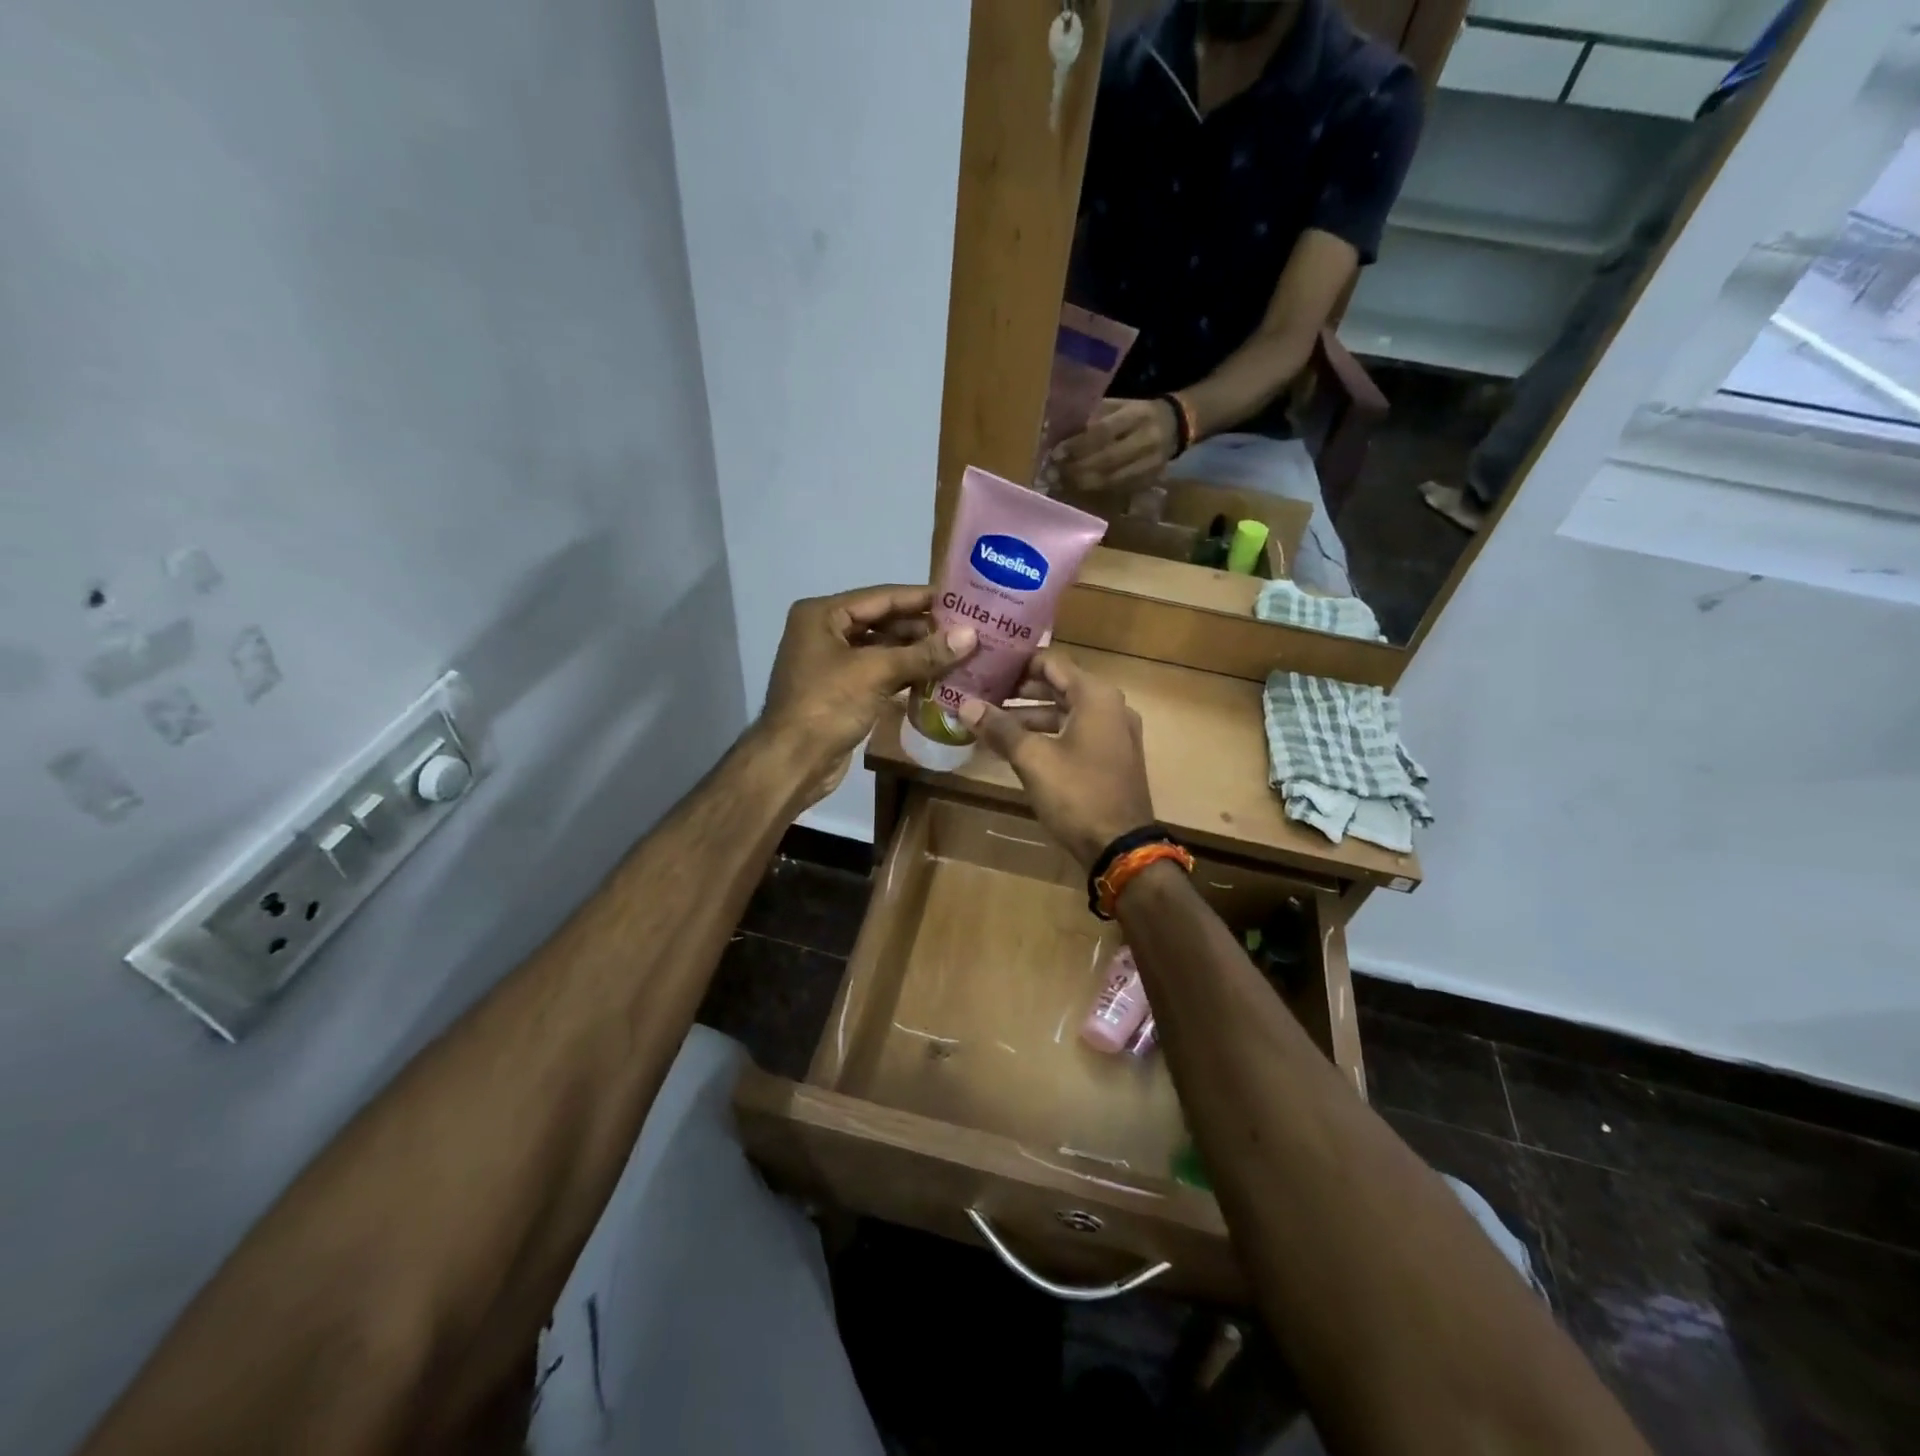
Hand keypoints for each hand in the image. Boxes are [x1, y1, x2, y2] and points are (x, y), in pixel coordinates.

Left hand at [761, 586, 976, 801]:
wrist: (792, 762)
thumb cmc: (827, 705)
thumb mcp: (876, 673)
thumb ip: (924, 653)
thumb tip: (971, 635)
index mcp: (822, 614)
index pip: (882, 597)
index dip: (921, 598)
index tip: (960, 598)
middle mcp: (825, 632)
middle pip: (883, 622)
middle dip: (923, 628)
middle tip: (967, 629)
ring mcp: (833, 664)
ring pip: (883, 650)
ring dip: (917, 653)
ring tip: (959, 652)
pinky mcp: (843, 692)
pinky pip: (880, 674)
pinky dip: (906, 675)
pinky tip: (938, 676)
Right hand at [958, 650, 1154, 868]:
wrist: (1121, 847)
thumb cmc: (1078, 795)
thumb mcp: (1033, 760)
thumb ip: (1000, 728)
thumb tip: (965, 705)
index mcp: (1096, 697)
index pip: (1052, 663)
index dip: (1017, 663)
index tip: (986, 667)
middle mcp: (1111, 707)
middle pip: (1059, 687)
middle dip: (1020, 692)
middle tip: (983, 695)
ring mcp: (1115, 734)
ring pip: (1066, 713)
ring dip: (1031, 716)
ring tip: (992, 724)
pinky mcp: (1113, 758)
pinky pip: (1076, 734)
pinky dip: (1049, 735)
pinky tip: (1019, 748)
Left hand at [1052, 398, 1179, 493]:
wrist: (1176, 425)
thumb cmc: (1138, 413)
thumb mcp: (1119, 405)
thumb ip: (1094, 417)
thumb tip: (1061, 436)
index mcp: (1137, 415)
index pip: (1103, 432)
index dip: (1078, 445)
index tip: (1056, 453)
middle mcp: (1146, 441)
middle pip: (1107, 460)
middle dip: (1077, 469)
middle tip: (1054, 473)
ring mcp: (1150, 464)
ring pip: (1111, 480)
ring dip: (1083, 483)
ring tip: (1061, 483)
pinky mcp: (1148, 481)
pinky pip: (1117, 489)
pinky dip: (1096, 490)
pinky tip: (1079, 489)